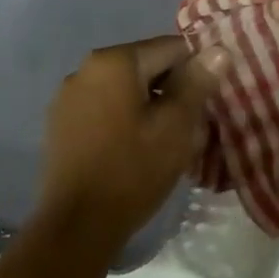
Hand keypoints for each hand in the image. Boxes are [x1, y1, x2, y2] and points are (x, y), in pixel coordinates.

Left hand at [36, 37, 228, 246]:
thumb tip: (218, 50)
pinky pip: (104, 108)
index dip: (196, 70)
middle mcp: (86, 68)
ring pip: (124, 89)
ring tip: (165, 140)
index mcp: (114, 60)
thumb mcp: (176, 125)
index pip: (170, 48)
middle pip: (145, 66)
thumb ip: (197, 82)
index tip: (208, 100)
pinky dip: (123, 118)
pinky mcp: (60, 124)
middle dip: (171, 89)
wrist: (76, 229)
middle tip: (191, 126)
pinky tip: (133, 149)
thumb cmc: (132, 170)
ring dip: (148, 105)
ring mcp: (68, 97)